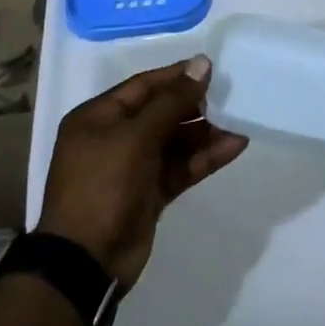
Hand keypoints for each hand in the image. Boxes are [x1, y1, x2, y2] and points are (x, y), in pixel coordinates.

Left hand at [38, 56, 247, 288]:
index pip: (143, 86)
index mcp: (98, 118)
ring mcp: (132, 167)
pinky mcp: (150, 193)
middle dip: (195, 106)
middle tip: (229, 98)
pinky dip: (205, 158)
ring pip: (175, 141)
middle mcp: (114, 138)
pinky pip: (181, 167)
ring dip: (205, 133)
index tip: (211, 69)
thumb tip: (202, 63)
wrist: (86, 261)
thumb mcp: (136, 137)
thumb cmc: (103, 186)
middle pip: (161, 112)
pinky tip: (234, 147)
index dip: (177, 76)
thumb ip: (172, 101)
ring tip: (238, 124)